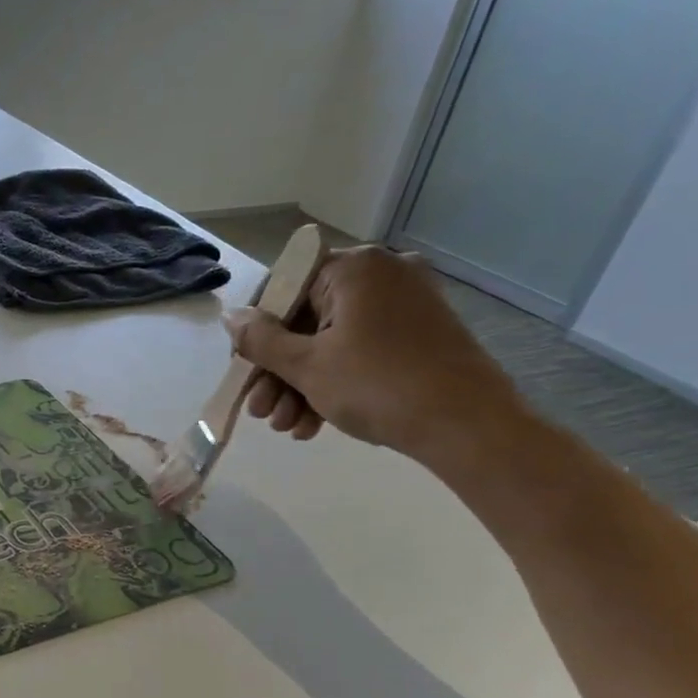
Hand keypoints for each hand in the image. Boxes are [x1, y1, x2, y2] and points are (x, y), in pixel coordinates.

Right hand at [227, 246, 524, 463]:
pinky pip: (359, 351)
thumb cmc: (377, 385)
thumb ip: (260, 340)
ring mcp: (404, 305)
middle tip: (260, 412)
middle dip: (278, 373)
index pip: (283, 290)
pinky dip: (333, 383)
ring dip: (300, 386)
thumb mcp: (305, 365)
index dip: (255, 334)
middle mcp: (382, 275)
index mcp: (354, 269)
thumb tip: (230, 317)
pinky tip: (313, 425)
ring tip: (287, 427)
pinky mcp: (418, 335)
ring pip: (330, 342)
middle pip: (305, 321)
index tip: (243, 371)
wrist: (467, 425)